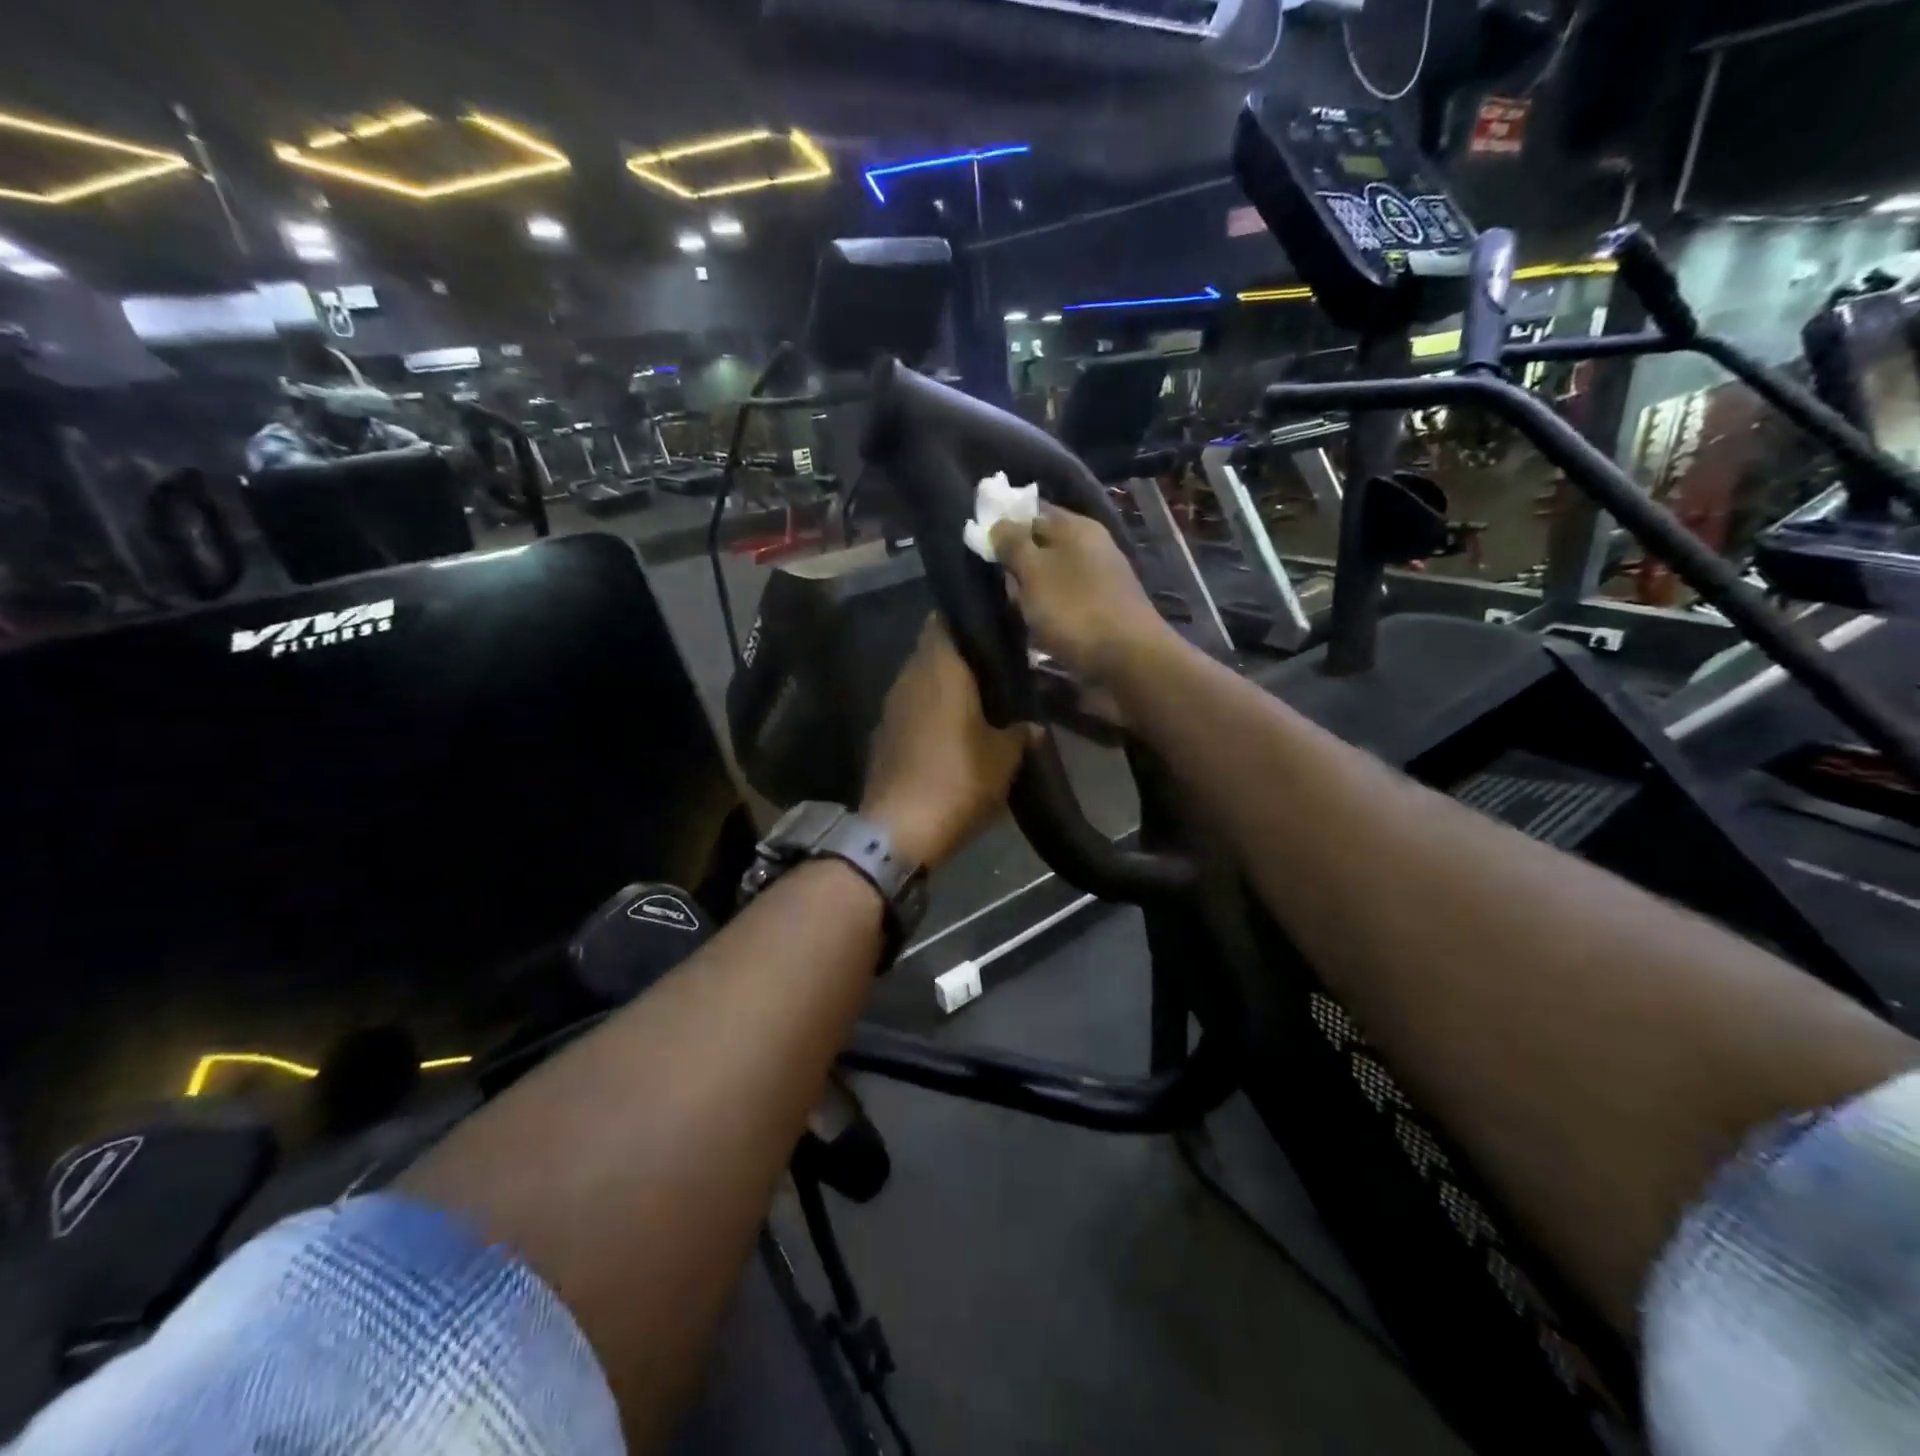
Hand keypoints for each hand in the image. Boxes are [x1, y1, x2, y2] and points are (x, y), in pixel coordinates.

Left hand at [861, 618, 1031, 867]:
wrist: (899, 831)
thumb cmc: (958, 781)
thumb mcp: (1004, 759)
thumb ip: (1020, 733)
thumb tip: (1032, 726)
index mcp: (940, 668)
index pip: (946, 619)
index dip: (970, 619)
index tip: (995, 627)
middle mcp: (909, 677)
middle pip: (933, 649)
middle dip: (961, 655)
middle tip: (995, 668)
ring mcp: (890, 706)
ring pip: (920, 680)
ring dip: (944, 685)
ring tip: (978, 700)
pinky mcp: (882, 735)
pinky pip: (910, 709)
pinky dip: (929, 712)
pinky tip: (950, 732)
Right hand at [989, 506, 1169, 680]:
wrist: (1128, 660)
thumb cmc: (1075, 609)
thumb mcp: (1034, 571)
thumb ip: (1012, 544)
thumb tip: (998, 523)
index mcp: (1076, 527)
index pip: (1032, 511)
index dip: (1005, 524)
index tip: (982, 546)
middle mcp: (1091, 546)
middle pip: (1040, 546)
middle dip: (1016, 565)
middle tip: (1001, 587)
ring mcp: (1099, 578)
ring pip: (1050, 577)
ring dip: (1030, 593)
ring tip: (1019, 612)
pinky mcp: (1101, 608)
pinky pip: (1064, 601)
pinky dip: (1048, 611)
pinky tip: (1039, 629)